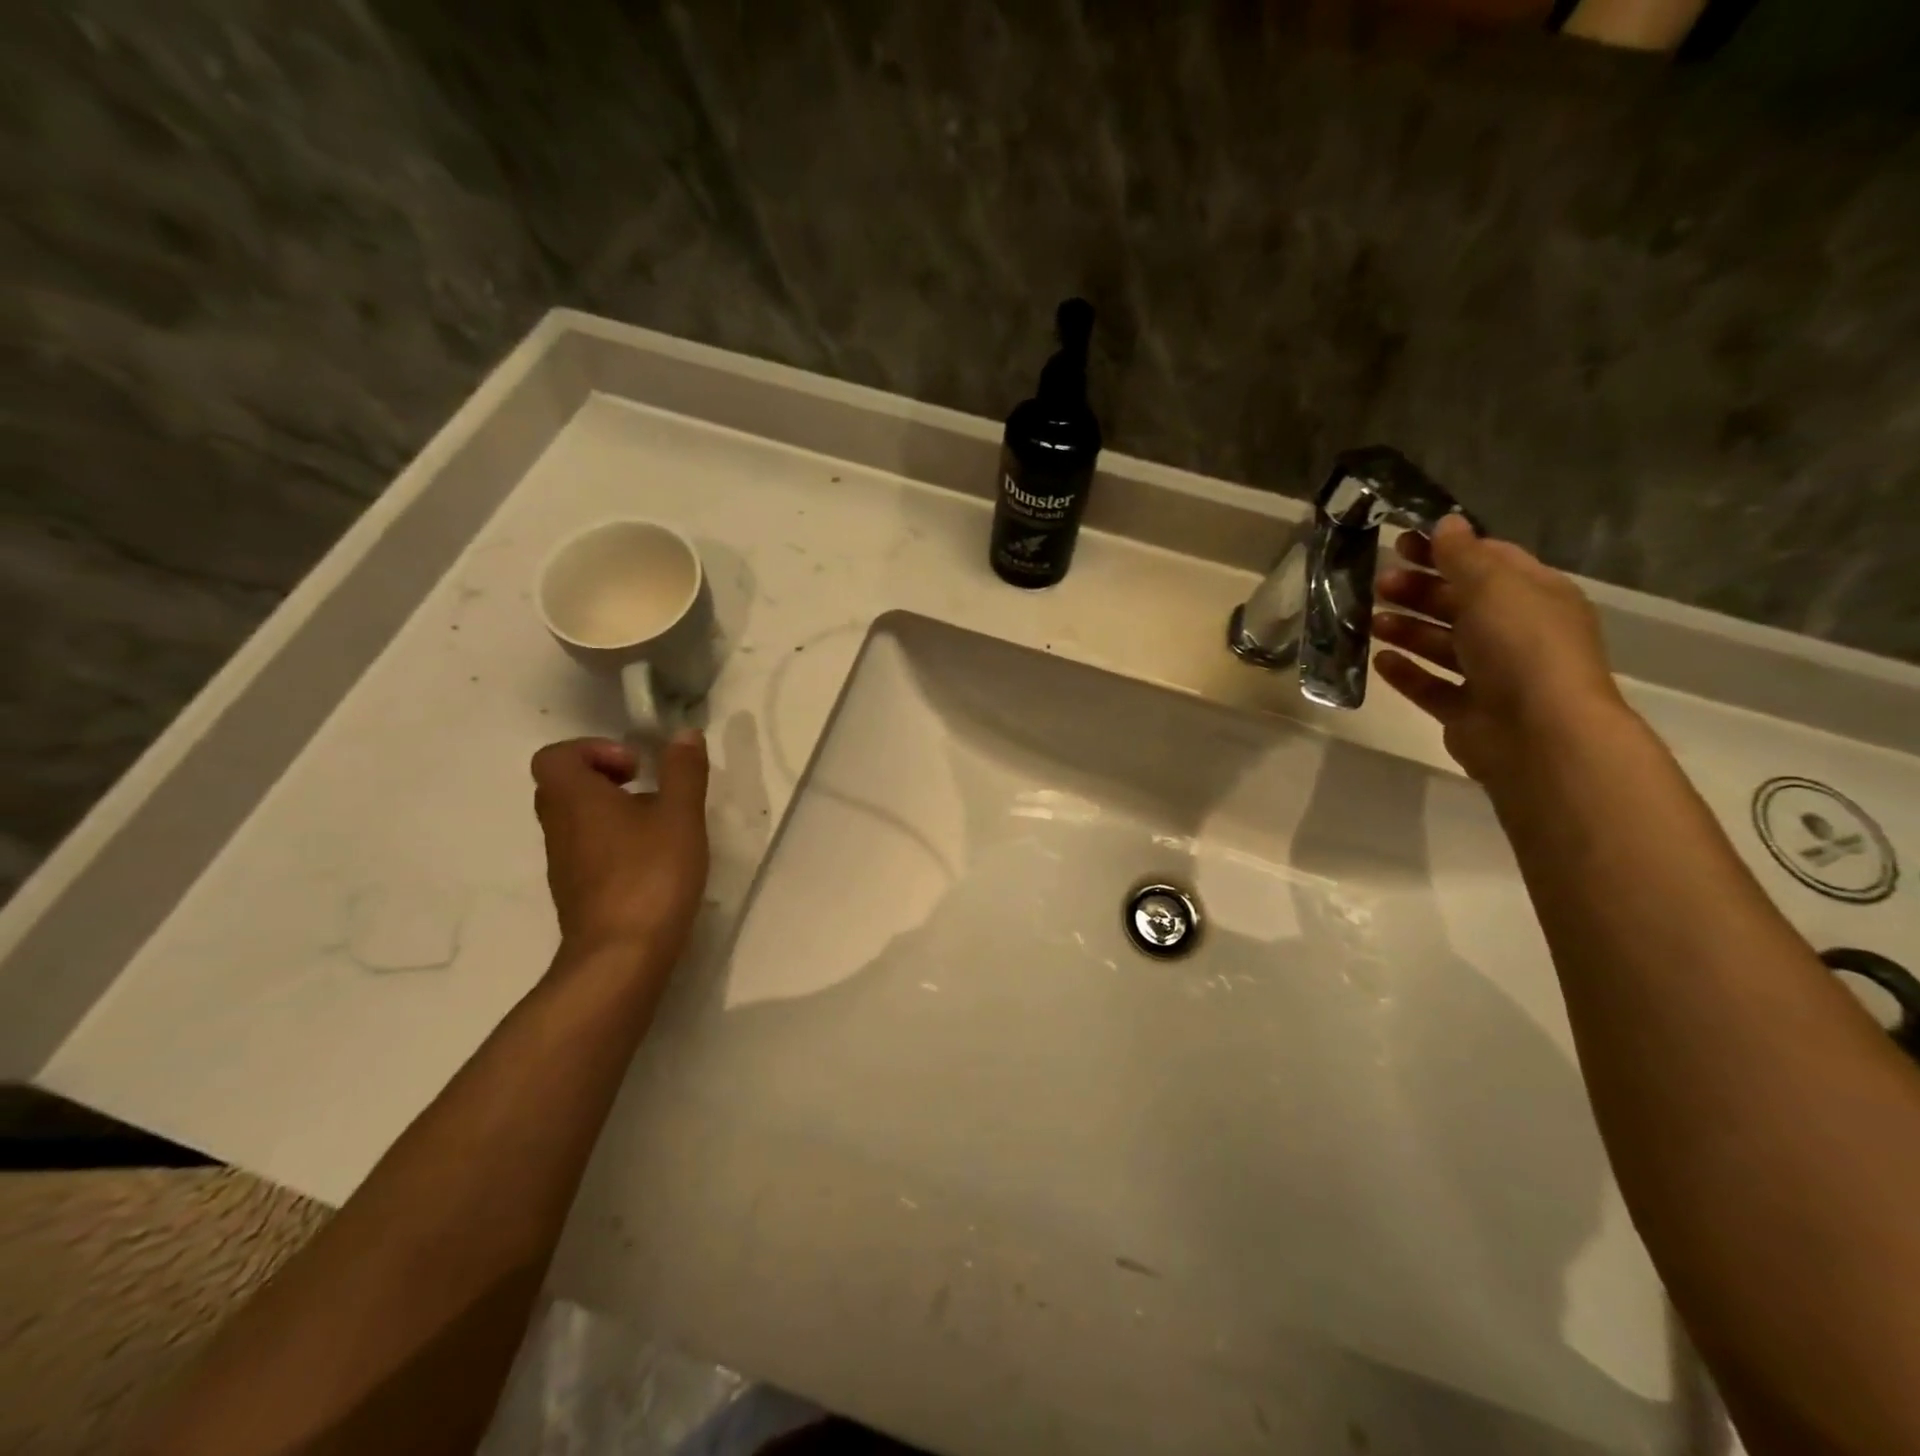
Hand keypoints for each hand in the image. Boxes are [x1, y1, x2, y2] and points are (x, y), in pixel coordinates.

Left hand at [530, 733, 710, 964]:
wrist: (621, 957)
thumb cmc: (650, 875)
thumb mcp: (680, 816)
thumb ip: (683, 771)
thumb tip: (683, 733)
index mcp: (575, 799)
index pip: (555, 756)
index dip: (593, 750)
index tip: (636, 767)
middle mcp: (559, 827)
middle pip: (564, 786)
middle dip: (606, 778)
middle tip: (647, 788)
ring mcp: (563, 864)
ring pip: (576, 820)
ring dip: (611, 811)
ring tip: (658, 825)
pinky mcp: (576, 892)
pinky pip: (586, 850)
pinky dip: (612, 843)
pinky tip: (652, 860)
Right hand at [1373, 516, 1628, 783]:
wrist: (1538, 734)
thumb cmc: (1521, 647)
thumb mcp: (1493, 587)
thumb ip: (1463, 555)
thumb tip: (1446, 523)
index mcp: (1535, 596)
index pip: (1489, 562)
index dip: (1446, 549)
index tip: (1401, 542)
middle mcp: (1516, 633)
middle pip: (1461, 603)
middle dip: (1420, 590)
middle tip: (1379, 583)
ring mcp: (1492, 676)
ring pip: (1442, 645)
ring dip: (1407, 629)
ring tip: (1370, 621)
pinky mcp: (1467, 711)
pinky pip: (1430, 686)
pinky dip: (1406, 672)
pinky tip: (1379, 661)